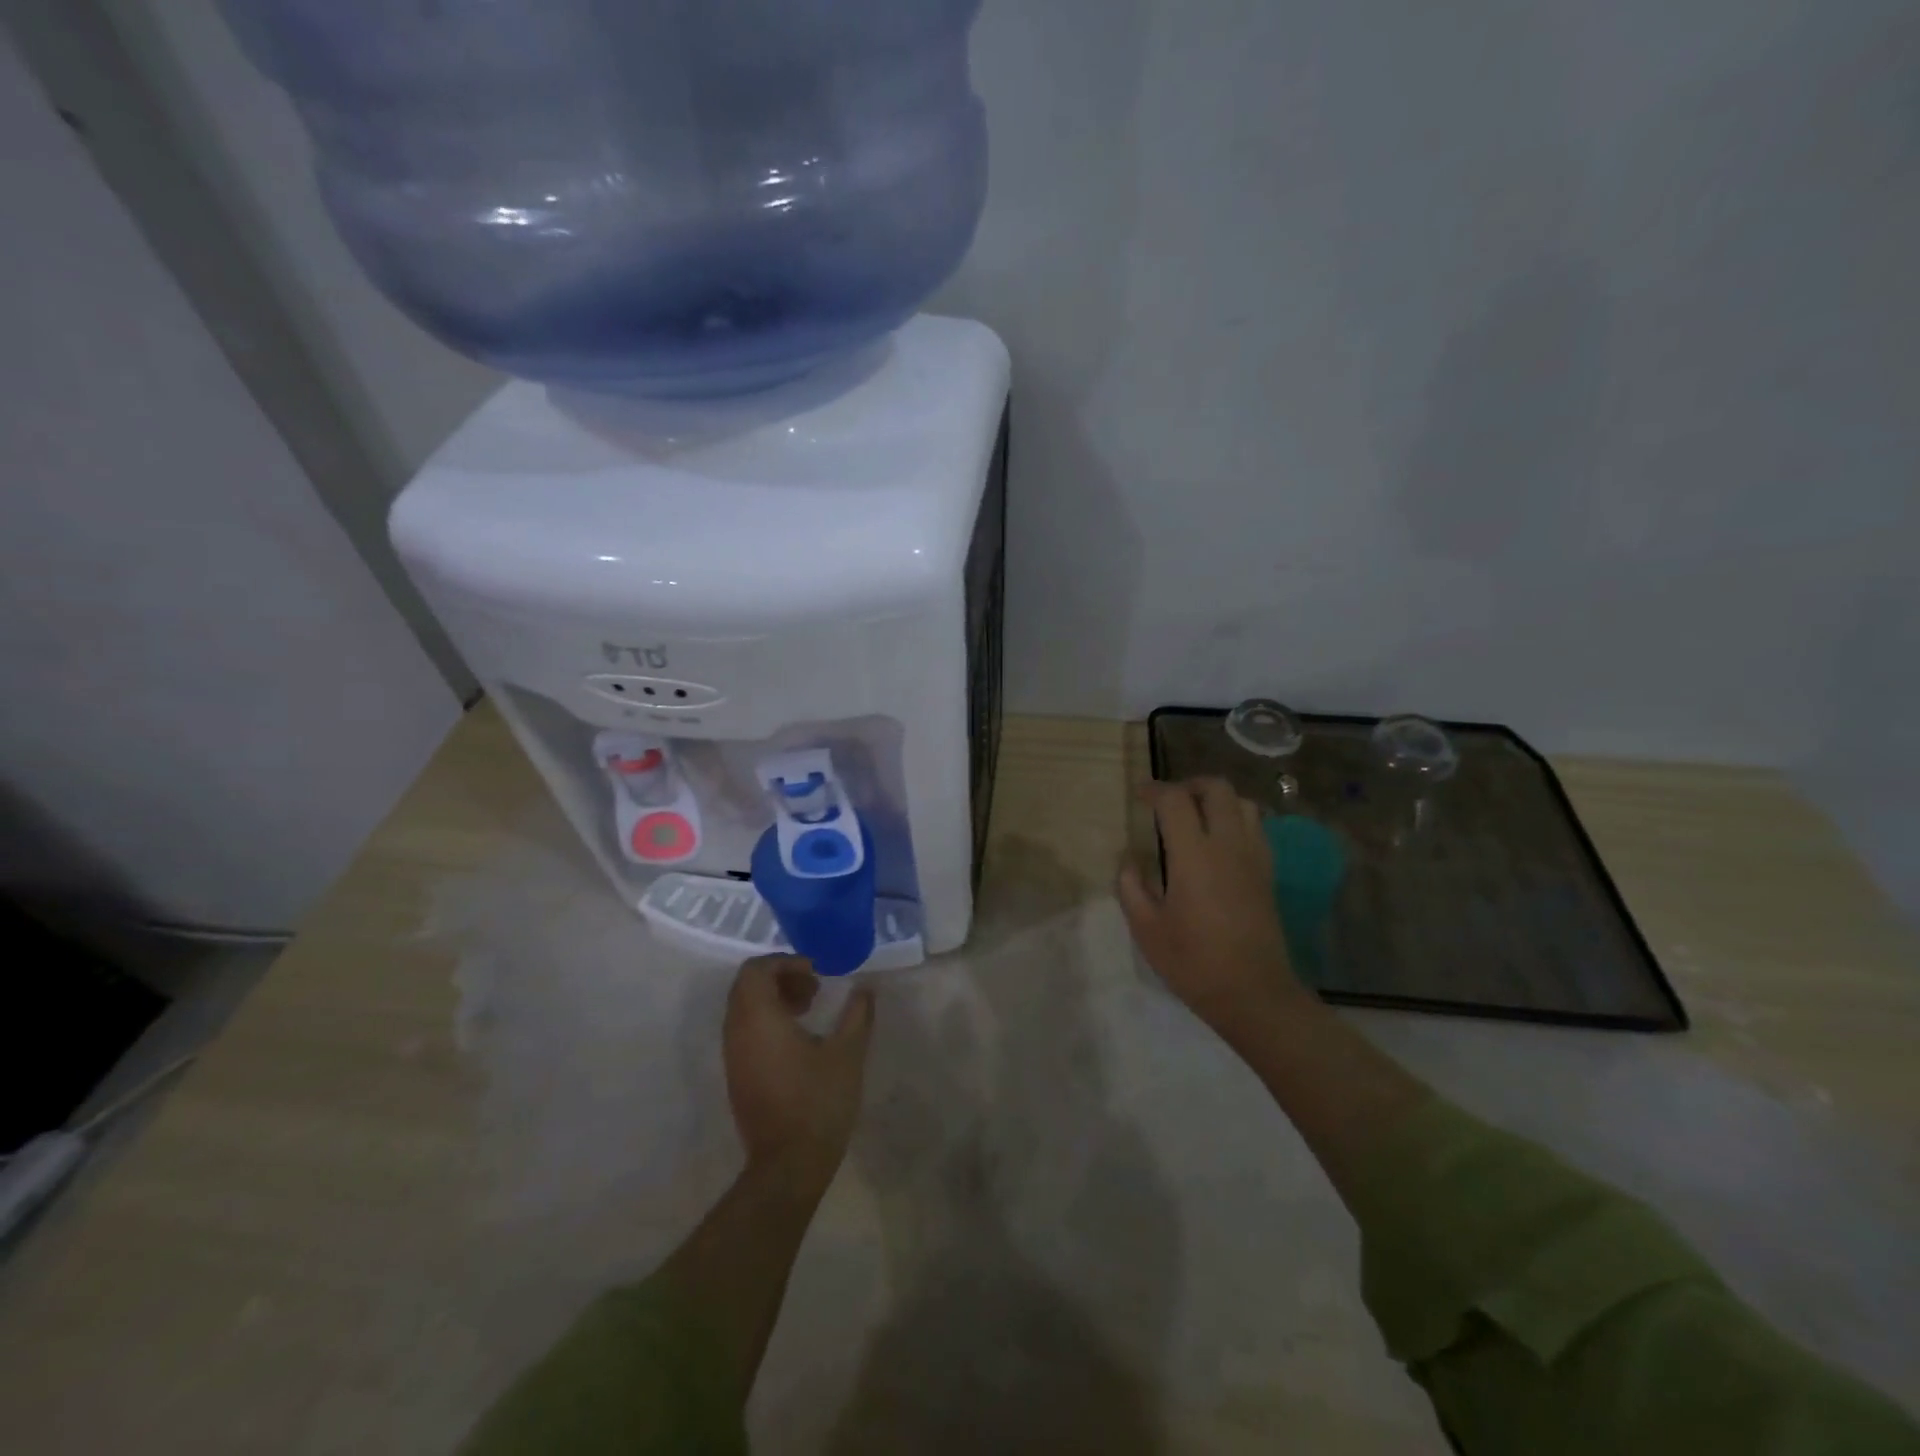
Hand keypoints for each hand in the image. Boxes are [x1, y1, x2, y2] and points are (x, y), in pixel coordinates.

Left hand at [723, 956, 875, 1189]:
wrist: (788, 1165)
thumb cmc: (818, 1102)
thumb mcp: (847, 1053)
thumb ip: (857, 1013)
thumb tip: (865, 988)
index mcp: (758, 1019)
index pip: (755, 970)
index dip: (785, 962)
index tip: (816, 972)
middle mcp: (737, 1032)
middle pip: (746, 985)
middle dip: (780, 977)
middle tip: (814, 987)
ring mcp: (733, 1056)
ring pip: (744, 1008)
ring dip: (774, 998)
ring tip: (809, 1010)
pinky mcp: (737, 1075)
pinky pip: (745, 1030)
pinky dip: (768, 1020)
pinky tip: (799, 1038)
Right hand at [1118, 778, 1305, 1030]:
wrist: (1254, 994)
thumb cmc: (1194, 962)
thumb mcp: (1147, 929)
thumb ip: (1131, 888)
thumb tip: (1129, 862)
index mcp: (1194, 855)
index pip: (1175, 800)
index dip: (1154, 790)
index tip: (1140, 795)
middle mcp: (1228, 845)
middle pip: (1216, 789)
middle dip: (1190, 785)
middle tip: (1169, 801)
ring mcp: (1254, 857)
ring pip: (1243, 804)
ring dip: (1217, 801)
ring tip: (1196, 818)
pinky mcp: (1268, 873)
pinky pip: (1256, 828)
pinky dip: (1236, 820)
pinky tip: (1219, 844)